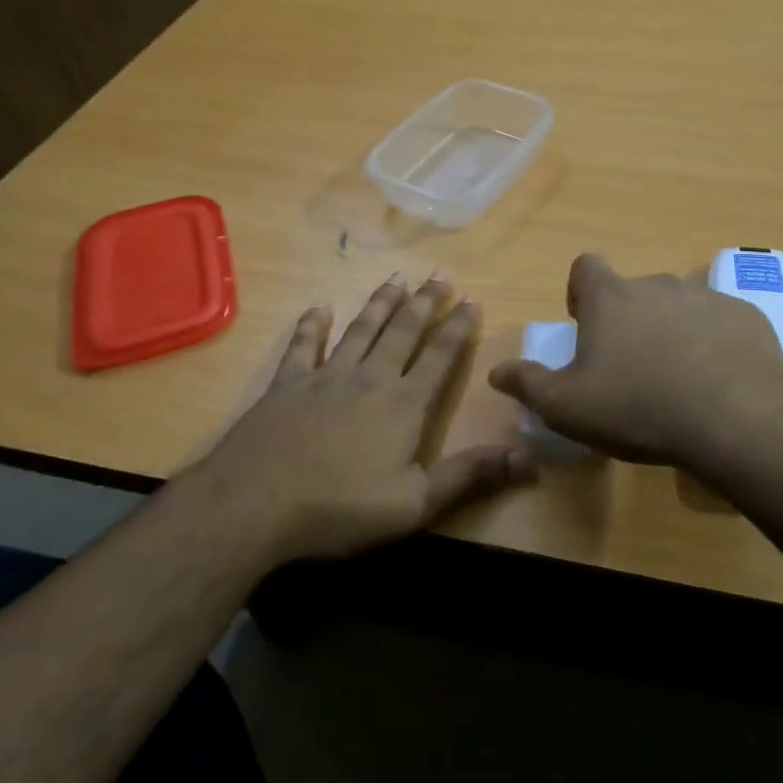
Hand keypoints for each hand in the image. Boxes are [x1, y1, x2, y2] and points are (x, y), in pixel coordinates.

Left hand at [204, 274, 532, 562]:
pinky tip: (318, 308)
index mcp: (404, 404)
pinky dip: (312, 326)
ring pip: (361, 329)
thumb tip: (527, 456)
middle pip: (403, 332)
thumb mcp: (416, 504)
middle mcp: (370, 378)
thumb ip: (470, 476)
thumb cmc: (341, 508)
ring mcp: (326, 377)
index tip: (471, 299)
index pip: (440, 357)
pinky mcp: (287, 384)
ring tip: (396, 279)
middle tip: (440, 274)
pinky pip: (303, 346)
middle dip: (424, 302)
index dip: (458, 327)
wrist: (255, 504)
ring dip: (380, 303)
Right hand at [488, 254, 782, 472]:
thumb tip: (496, 372)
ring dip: (671, 330)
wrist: (735, 421)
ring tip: (677, 377)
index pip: (585, 266)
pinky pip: (719, 322)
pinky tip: (718, 382)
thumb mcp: (568, 407)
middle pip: (633, 291)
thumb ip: (528, 384)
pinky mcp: (746, 316)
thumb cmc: (639, 408)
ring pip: (678, 305)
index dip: (580, 292)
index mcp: (611, 298)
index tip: (586, 327)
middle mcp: (657, 284)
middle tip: (632, 367)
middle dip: (628, 319)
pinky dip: (713, 342)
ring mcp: (706, 297)